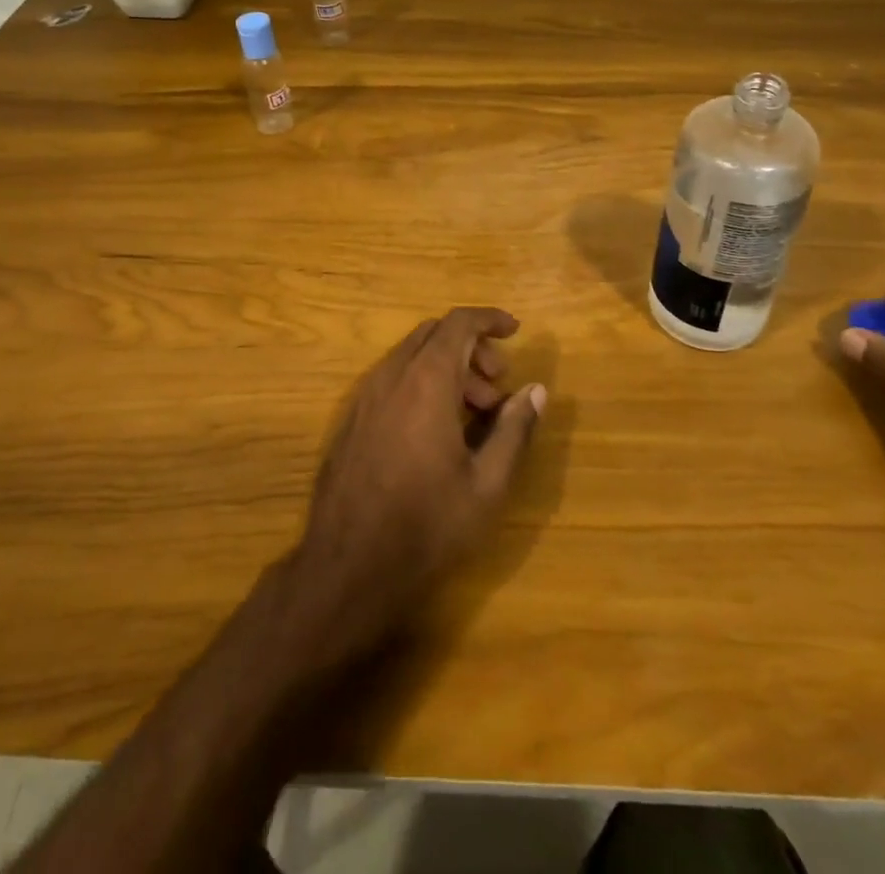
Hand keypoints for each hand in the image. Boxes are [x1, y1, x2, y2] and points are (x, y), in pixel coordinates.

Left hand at [289, 308, 545, 657]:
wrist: (348, 567)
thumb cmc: (427, 525)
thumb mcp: (487, 484)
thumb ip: (514, 430)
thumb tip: (536, 391)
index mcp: (426, 382)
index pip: (458, 323)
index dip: (489, 319)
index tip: (516, 331)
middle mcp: (391, 377)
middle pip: (434, 334)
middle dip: (471, 347)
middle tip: (497, 385)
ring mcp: (365, 397)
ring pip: (411, 356)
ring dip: (447, 367)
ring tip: (474, 413)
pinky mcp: (351, 420)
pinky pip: (392, 380)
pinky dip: (421, 383)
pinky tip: (436, 430)